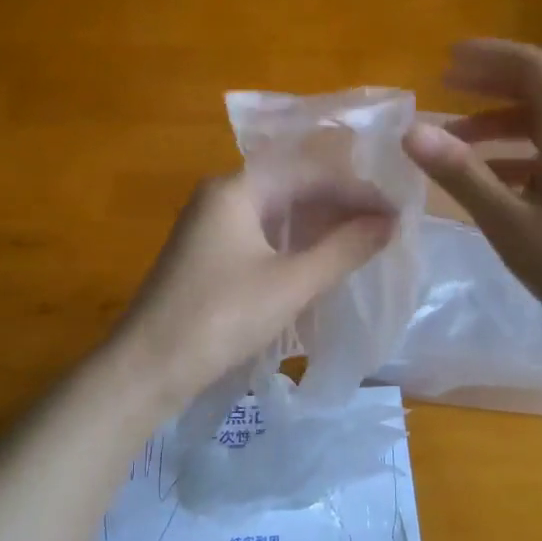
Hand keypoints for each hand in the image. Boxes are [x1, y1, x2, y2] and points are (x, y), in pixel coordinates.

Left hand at [111, 172, 394, 409]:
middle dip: (339, 206)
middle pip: (292, 187)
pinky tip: (323, 261)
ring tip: (364, 242)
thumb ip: (343, 249)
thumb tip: (389, 221)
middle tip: (385, 227)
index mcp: (236, 188)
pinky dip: (295, 245)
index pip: (308, 171)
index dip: (355, 189)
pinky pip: (262, 237)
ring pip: (278, 214)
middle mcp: (221, 196)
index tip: (395, 210)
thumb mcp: (291, 283)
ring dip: (319, 226)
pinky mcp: (209, 256)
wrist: (146, 369)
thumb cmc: (221, 318)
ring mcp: (211, 227)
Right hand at [401, 39, 541, 359]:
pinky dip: (513, 155)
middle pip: (539, 90)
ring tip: (453, 138)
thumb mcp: (509, 222)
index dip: (491, 55)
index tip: (447, 59)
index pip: (534, 67)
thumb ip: (461, 173)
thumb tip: (411, 131)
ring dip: (498, 123)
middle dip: (490, 82)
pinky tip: (486, 179)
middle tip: (444, 85)